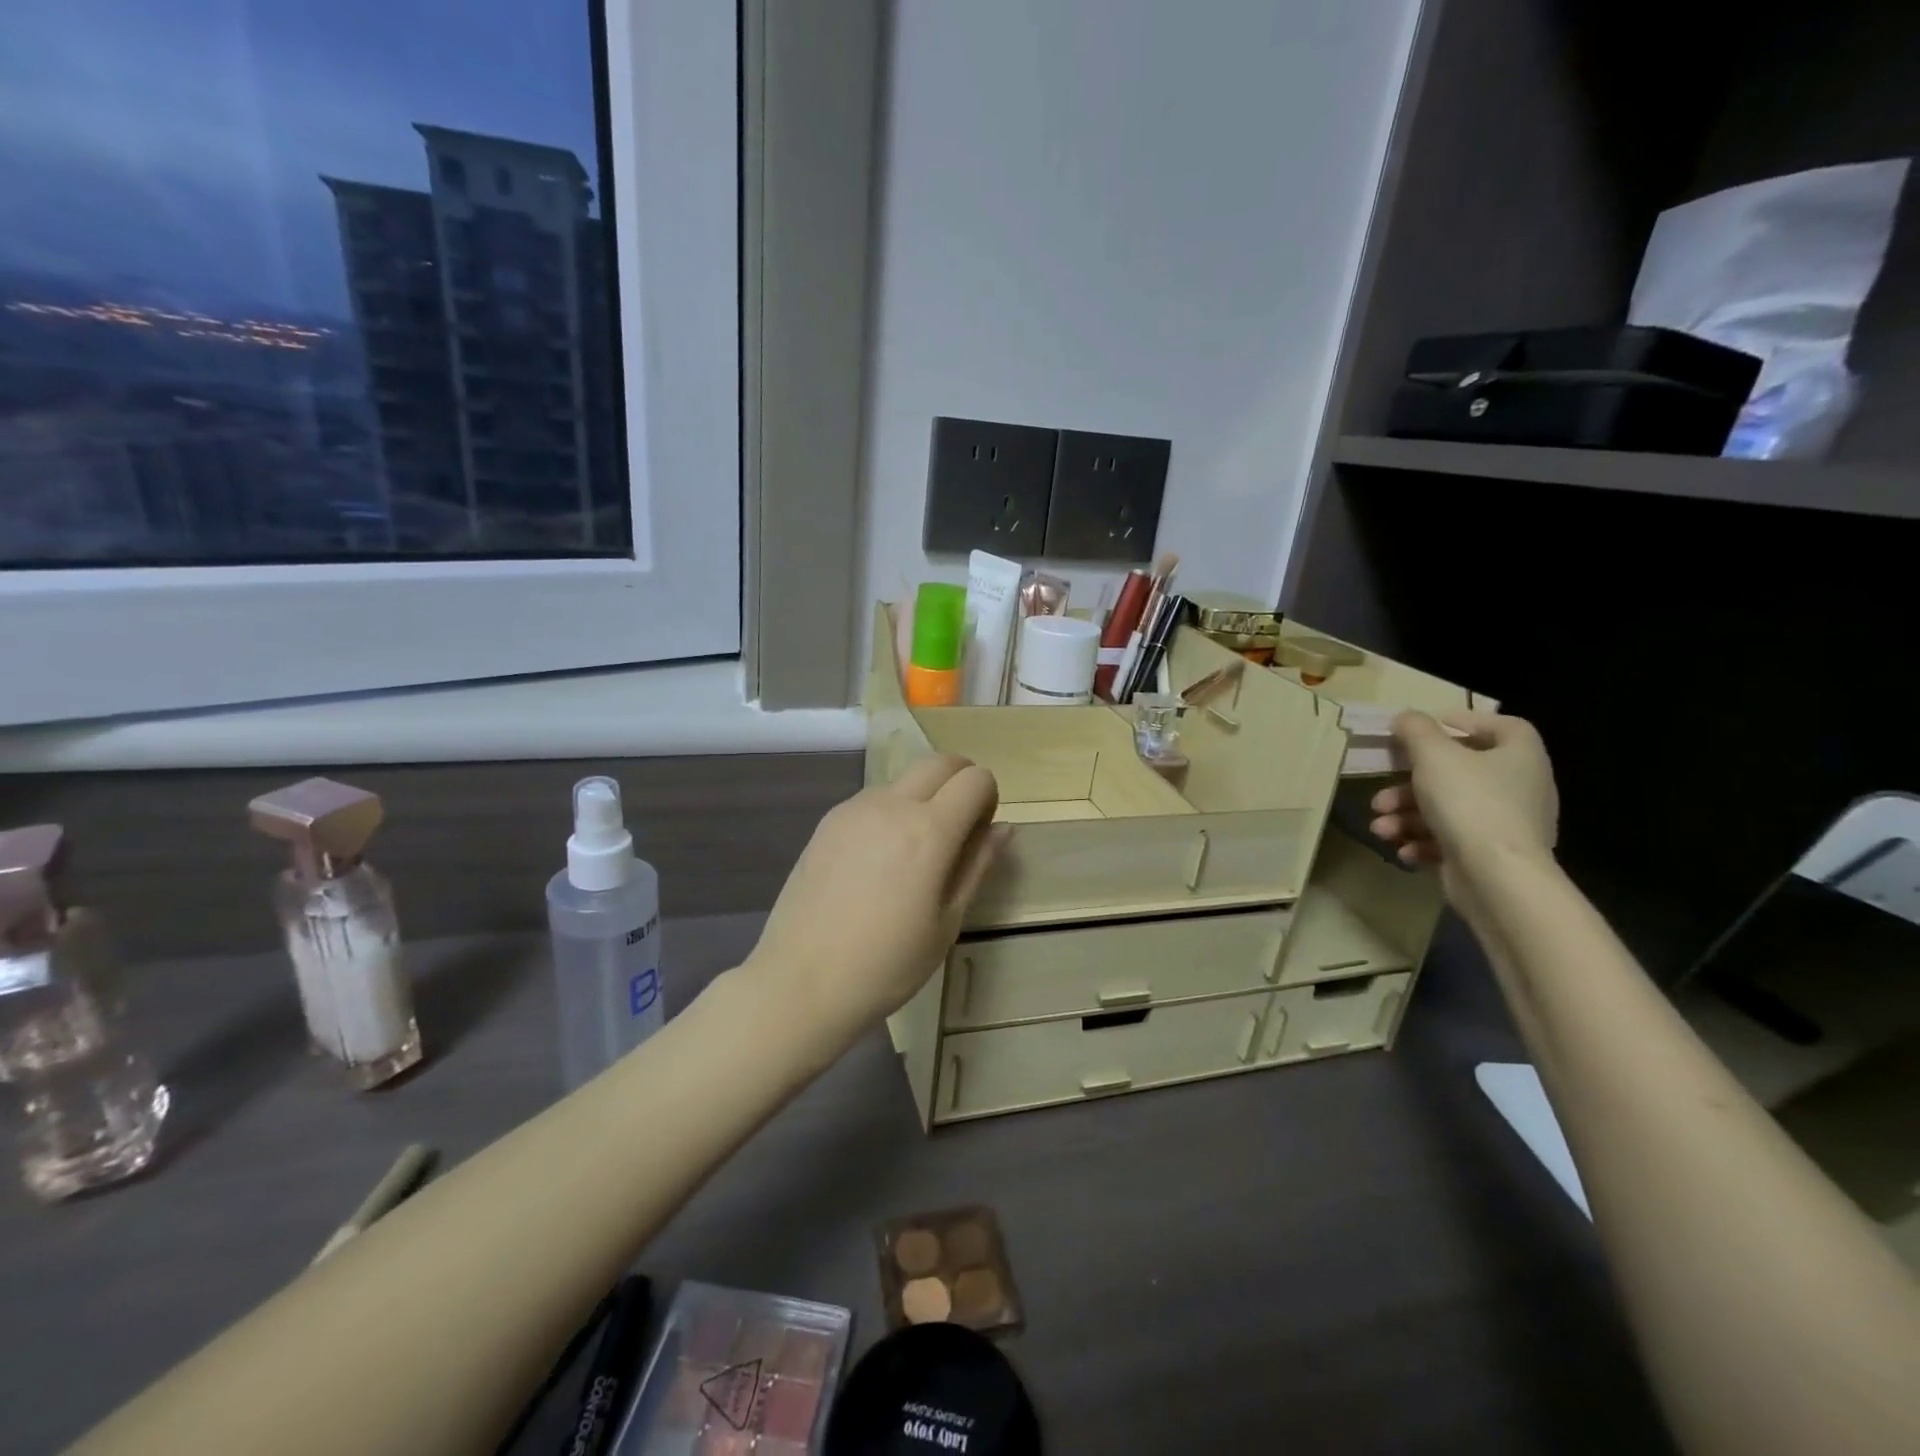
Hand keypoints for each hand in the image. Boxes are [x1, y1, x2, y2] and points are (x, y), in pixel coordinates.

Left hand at [747, 754, 1006, 1037]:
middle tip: (958, 829)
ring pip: (904, 779)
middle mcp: (892, 805)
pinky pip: (873, 800)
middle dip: (960, 781)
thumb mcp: (946, 922)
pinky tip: (877, 863)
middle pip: (940, 762)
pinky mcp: (828, 821)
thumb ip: (977, 865)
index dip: (988, 798)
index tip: (979, 834)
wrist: (802, 981)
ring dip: (922, 797)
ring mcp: (854, 809)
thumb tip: (1004, 828)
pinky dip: (890, 812)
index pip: (975, 779)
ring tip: (912, 854)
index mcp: (929, 830)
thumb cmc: (887, 964)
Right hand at [1369, 712, 1558, 888]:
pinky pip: (1451, 839)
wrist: (1497, 878)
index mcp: (1519, 755)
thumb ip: (1416, 730)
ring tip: (1381, 828)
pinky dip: (1423, 842)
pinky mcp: (1490, 855)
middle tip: (1381, 794)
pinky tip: (1403, 849)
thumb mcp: (1433, 756)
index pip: (1500, 726)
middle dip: (1408, 785)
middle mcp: (1519, 787)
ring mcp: (1506, 825)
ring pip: (1446, 809)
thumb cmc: (1470, 803)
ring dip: (1406, 816)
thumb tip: (1405, 718)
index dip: (1464, 722)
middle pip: (1457, 773)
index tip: (1425, 731)